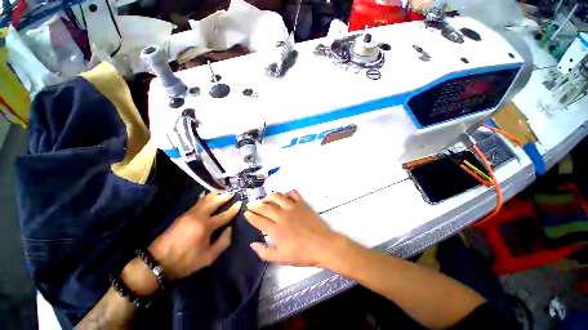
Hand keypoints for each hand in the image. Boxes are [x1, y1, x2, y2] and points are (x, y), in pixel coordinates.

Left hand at [148, 192, 240, 279]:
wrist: (157, 262)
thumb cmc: (186, 261)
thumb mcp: (208, 257)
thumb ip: (223, 242)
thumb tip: (230, 229)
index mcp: (206, 226)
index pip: (224, 215)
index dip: (233, 209)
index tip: (240, 203)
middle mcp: (199, 216)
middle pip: (214, 202)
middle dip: (224, 197)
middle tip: (232, 193)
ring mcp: (189, 214)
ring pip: (205, 200)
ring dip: (214, 194)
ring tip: (222, 190)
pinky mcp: (182, 215)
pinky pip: (197, 202)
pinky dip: (204, 197)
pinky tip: (206, 194)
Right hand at [244, 190, 344, 266]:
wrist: (323, 245)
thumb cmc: (302, 254)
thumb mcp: (281, 259)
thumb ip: (265, 252)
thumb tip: (252, 244)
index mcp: (276, 230)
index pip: (258, 220)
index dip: (250, 216)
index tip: (246, 213)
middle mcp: (282, 216)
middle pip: (265, 207)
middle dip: (255, 205)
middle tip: (251, 204)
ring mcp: (292, 207)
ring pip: (277, 196)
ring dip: (268, 196)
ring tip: (265, 199)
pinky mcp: (302, 203)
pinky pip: (293, 193)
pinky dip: (287, 193)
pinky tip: (284, 196)